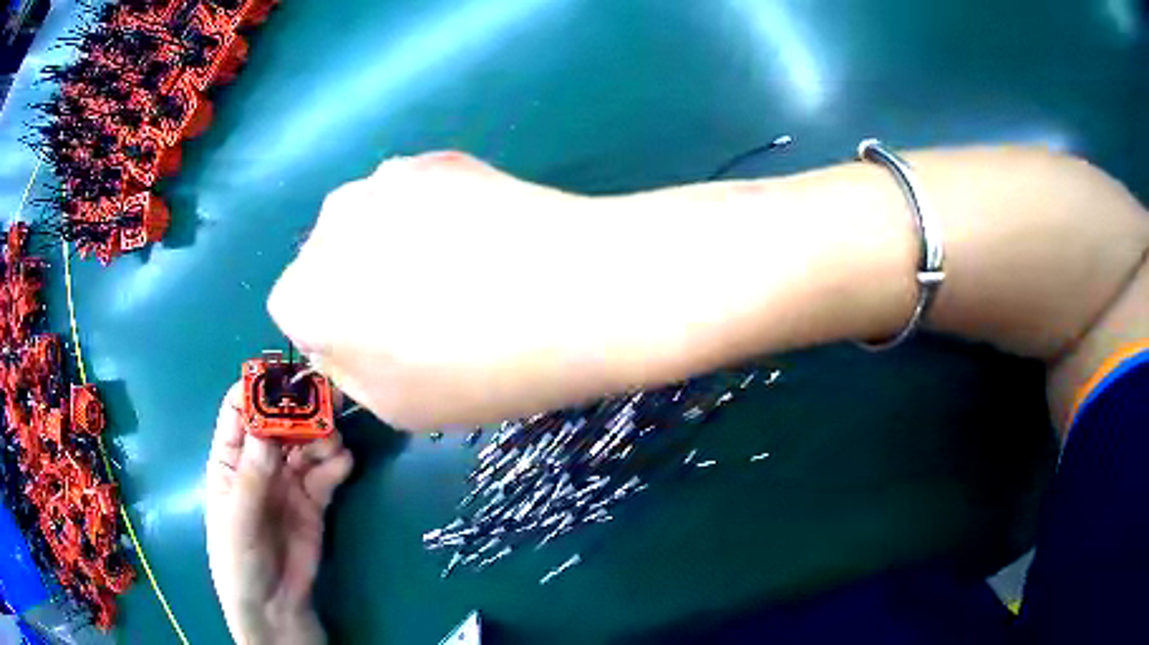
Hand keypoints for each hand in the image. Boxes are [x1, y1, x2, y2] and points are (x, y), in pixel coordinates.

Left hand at [205, 382, 353, 644]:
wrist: (274, 604)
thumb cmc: (239, 559)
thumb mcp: (237, 518)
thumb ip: (251, 475)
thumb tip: (266, 424)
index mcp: (230, 458)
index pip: (239, 409)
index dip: (259, 390)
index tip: (285, 379)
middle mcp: (259, 462)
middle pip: (280, 421)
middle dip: (301, 408)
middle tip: (328, 400)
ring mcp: (288, 481)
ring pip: (306, 443)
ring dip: (322, 436)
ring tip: (333, 445)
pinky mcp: (314, 500)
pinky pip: (326, 472)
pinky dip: (337, 463)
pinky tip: (343, 465)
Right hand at [268, 152, 635, 429]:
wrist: (575, 290)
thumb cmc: (478, 369)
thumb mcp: (396, 407)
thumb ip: (346, 369)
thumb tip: (336, 337)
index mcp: (308, 293)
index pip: (293, 310)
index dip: (332, 331)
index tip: (376, 345)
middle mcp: (330, 225)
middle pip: (327, 258)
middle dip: (355, 283)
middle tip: (420, 310)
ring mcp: (385, 178)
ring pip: (368, 221)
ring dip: (391, 244)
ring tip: (457, 271)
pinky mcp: (436, 157)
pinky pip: (411, 195)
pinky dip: (429, 215)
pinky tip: (479, 238)